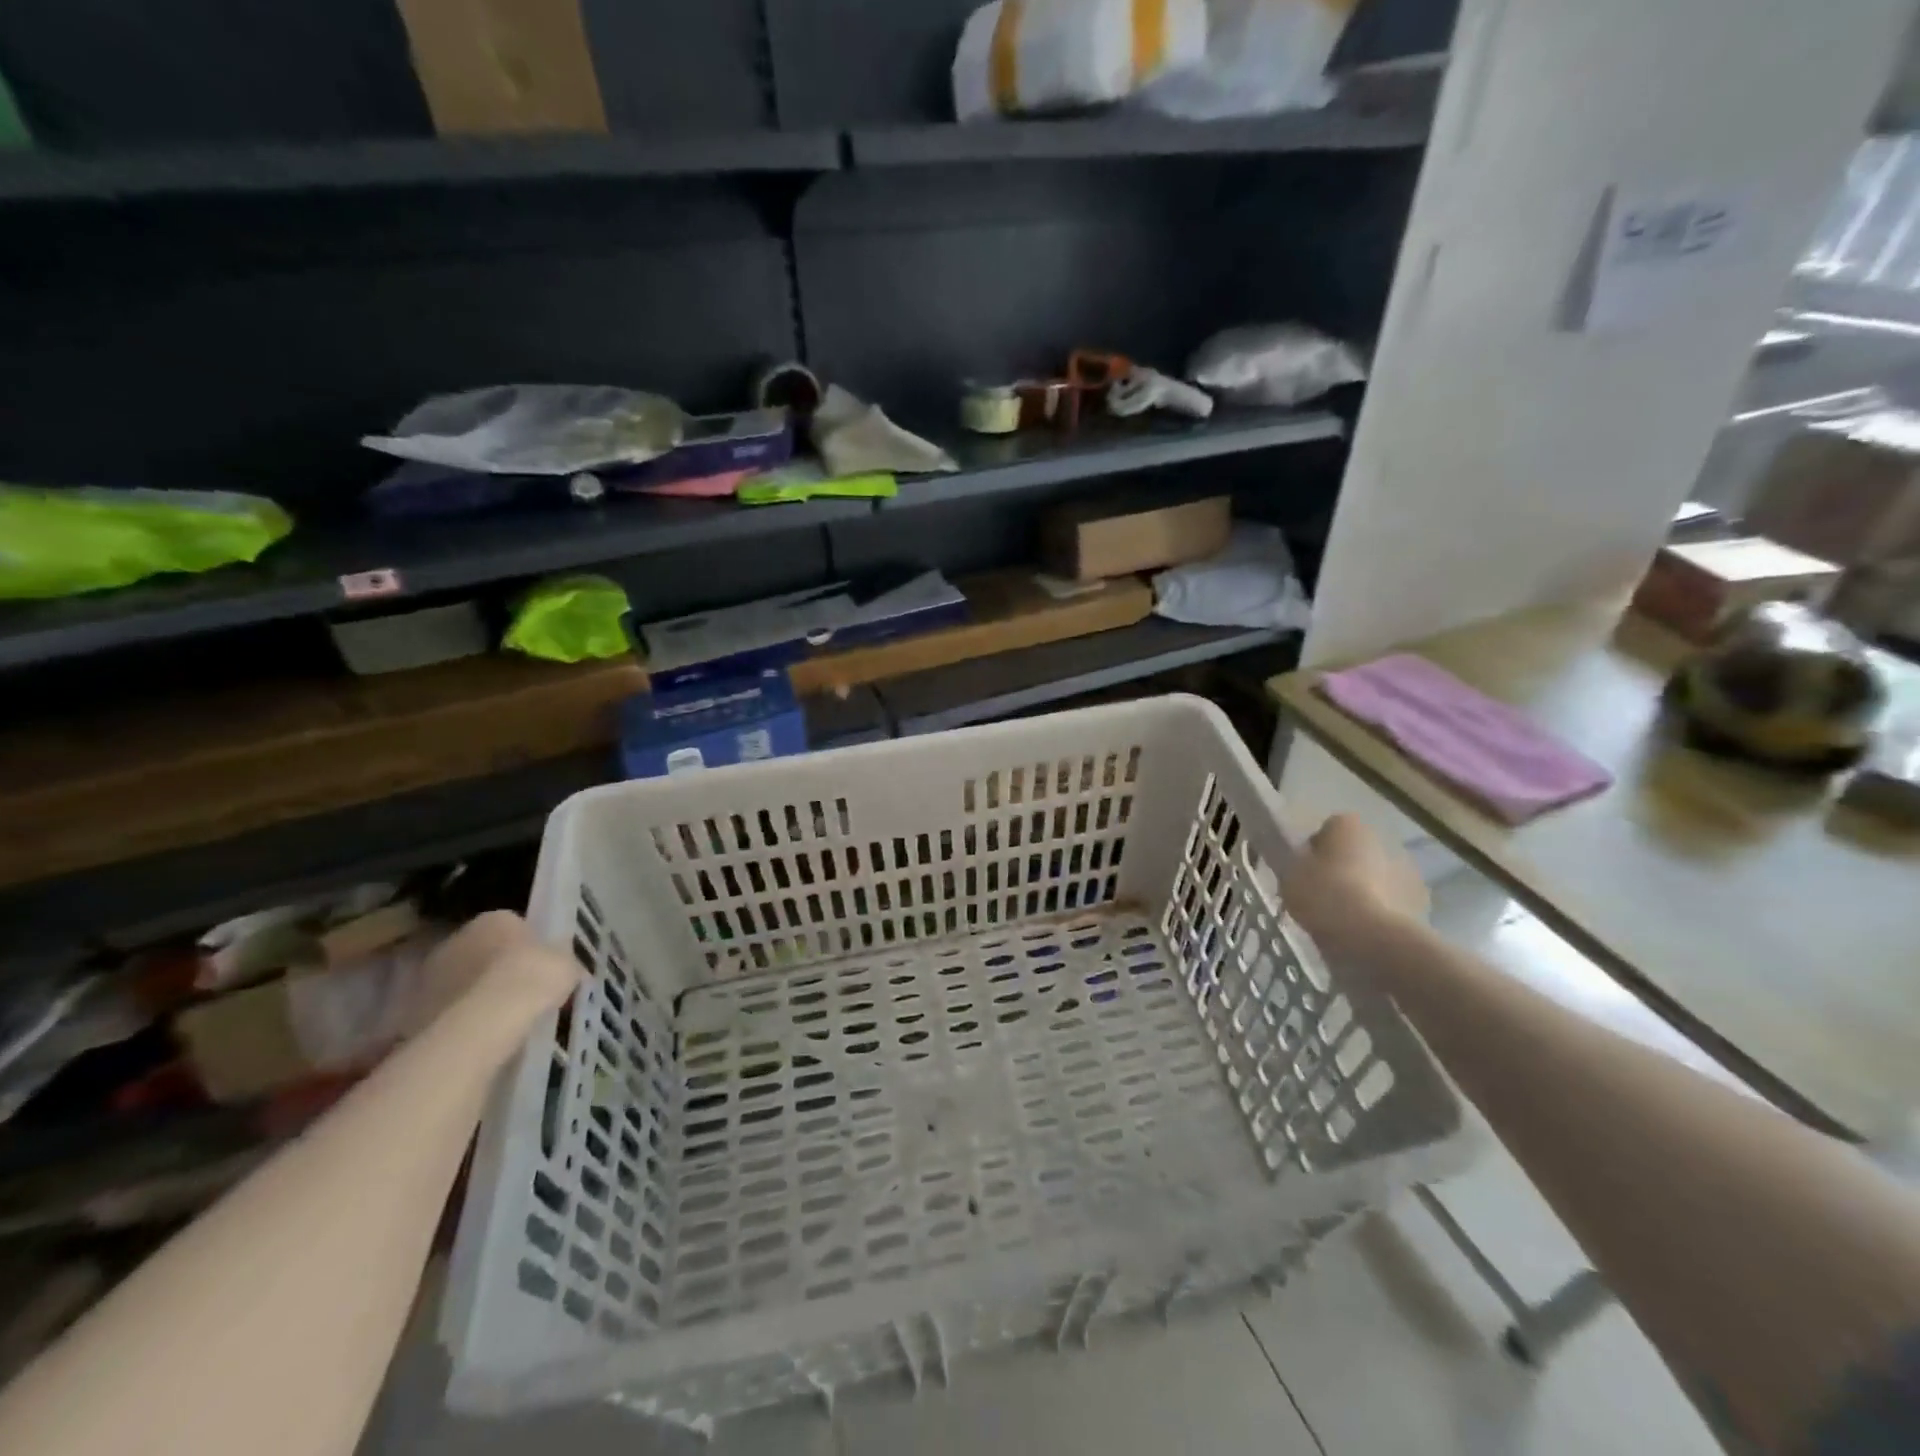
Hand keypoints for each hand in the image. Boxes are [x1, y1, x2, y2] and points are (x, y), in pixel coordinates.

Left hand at [404, 911, 578, 1037]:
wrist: (483, 1022)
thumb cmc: (532, 978)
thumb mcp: (567, 966)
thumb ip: (563, 964)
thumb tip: (566, 970)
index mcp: (494, 919)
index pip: (515, 927)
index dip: (531, 948)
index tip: (543, 970)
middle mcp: (457, 938)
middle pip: (484, 953)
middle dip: (500, 971)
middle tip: (524, 996)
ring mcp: (431, 974)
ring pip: (464, 983)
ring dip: (478, 997)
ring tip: (504, 1023)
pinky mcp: (414, 1009)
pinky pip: (448, 1011)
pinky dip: (462, 1022)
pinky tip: (482, 1039)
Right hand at [1281, 814, 1428, 961]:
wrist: (1372, 936)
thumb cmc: (1324, 895)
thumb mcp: (1290, 876)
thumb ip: (1298, 864)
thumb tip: (1308, 865)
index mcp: (1348, 825)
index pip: (1327, 829)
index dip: (1314, 850)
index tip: (1304, 872)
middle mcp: (1382, 839)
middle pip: (1356, 852)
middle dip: (1343, 869)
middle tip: (1323, 896)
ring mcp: (1407, 871)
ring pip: (1377, 877)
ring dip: (1365, 890)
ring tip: (1344, 919)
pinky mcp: (1422, 903)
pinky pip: (1392, 903)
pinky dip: (1381, 912)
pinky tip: (1364, 932)